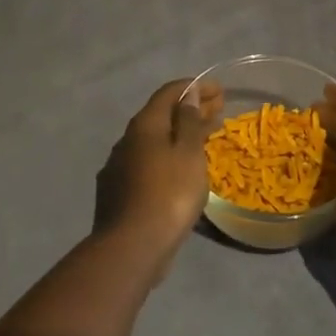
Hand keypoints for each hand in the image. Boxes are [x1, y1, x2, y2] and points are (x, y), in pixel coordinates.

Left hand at [94, 78, 222, 278]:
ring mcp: (118, 167)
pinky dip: (168, 157)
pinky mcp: (117, 192)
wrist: (131, 248)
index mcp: (144, 125)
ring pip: (154, 141)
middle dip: (190, 110)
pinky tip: (179, 169)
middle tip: (218, 110)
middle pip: (161, 116)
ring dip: (180, 135)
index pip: (169, 92)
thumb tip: (188, 95)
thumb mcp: (188, 154)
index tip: (218, 90)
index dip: (194, 87)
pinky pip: (148, 163)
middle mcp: (127, 140)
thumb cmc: (169, 194)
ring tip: (204, 139)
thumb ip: (189, 121)